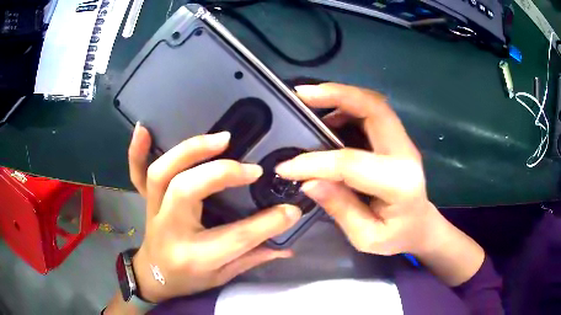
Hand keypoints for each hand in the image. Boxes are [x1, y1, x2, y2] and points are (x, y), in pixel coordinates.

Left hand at [127, 125, 301, 302]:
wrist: (153, 277)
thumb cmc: (189, 281)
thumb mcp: (223, 277)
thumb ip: (254, 259)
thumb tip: (288, 246)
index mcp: (195, 257)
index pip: (236, 237)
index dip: (268, 223)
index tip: (290, 209)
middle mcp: (171, 230)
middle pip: (187, 191)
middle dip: (221, 174)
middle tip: (251, 168)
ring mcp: (154, 211)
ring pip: (162, 173)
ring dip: (190, 151)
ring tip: (220, 140)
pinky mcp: (146, 200)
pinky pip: (136, 173)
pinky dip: (137, 151)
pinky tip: (143, 129)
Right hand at [275, 83, 438, 255]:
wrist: (420, 226)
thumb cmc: (396, 237)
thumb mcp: (366, 236)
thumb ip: (340, 208)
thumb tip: (308, 181)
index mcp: (399, 183)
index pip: (351, 163)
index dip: (315, 162)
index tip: (285, 168)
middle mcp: (405, 153)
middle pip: (374, 109)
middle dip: (337, 95)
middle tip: (302, 94)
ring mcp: (403, 142)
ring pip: (374, 104)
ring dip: (341, 97)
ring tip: (310, 100)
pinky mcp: (396, 139)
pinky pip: (372, 112)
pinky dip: (348, 106)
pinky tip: (328, 116)